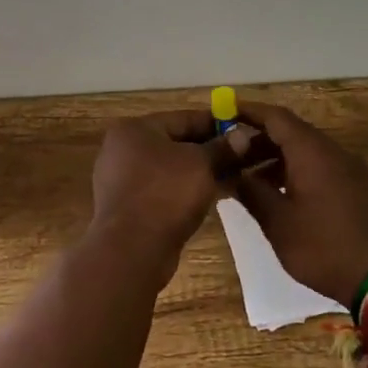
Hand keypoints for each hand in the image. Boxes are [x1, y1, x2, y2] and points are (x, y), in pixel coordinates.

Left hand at [91, 110, 247, 259]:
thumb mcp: (201, 164)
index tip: (243, 130)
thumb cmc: (165, 194)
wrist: (131, 250)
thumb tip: (242, 135)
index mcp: (134, 130)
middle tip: (244, 156)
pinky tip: (216, 197)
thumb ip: (222, 148)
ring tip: (236, 177)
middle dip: (211, 150)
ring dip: (202, 172)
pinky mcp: (130, 208)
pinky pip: (165, 191)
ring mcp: (123, 181)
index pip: (183, 118)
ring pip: (172, 170)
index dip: (216, 123)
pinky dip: (187, 191)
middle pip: (176, 144)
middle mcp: (123, 151)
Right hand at [229, 101, 367, 305]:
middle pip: (290, 132)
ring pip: (306, 152)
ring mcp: (351, 170)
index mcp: (311, 151)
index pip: (275, 117)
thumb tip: (230, 173)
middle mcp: (333, 152)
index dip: (247, 112)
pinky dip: (295, 172)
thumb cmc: (324, 247)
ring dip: (276, 159)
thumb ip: (251, 191)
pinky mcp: (360, 189)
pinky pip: (321, 168)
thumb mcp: (278, 222)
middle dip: (257, 140)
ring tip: (249, 181)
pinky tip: (281, 196)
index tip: (222, 112)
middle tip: (229, 156)